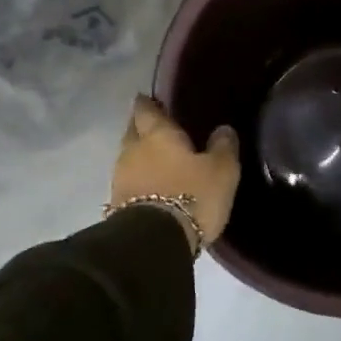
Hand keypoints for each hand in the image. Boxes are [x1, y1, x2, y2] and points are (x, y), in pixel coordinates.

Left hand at [111, 95, 240, 249]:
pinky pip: (129, 182)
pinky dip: (138, 180)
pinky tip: (151, 185)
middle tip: (155, 128)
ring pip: (129, 158)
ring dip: (140, 157)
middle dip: (141, 128)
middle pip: (132, 132)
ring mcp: (120, 179)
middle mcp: (133, 150)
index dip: (148, 103)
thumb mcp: (221, 171)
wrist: (154, 242)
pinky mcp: (116, 205)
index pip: (146, 110)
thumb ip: (223, 147)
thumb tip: (223, 129)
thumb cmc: (191, 195)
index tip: (149, 99)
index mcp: (157, 134)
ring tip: (157, 159)